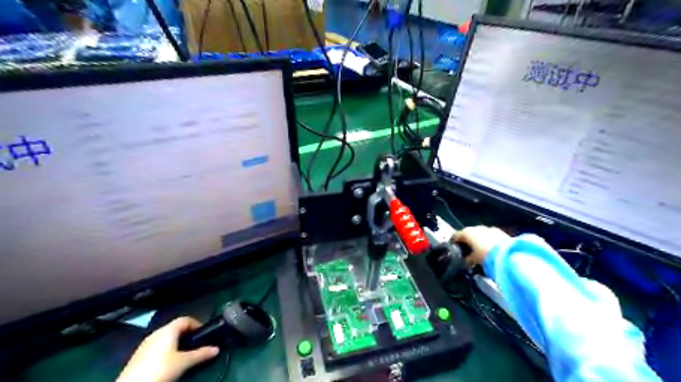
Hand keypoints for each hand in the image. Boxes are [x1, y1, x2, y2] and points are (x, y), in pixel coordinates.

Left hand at [117, 316, 218, 381]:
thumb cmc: (161, 369)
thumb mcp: (185, 362)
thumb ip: (201, 354)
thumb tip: (216, 349)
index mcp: (168, 329)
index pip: (186, 319)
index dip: (197, 324)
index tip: (204, 334)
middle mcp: (156, 333)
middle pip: (176, 328)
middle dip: (187, 335)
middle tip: (196, 345)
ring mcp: (146, 344)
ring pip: (166, 338)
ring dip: (177, 343)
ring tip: (184, 355)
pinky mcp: (138, 356)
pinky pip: (157, 347)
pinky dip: (166, 350)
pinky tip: (169, 363)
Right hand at [453, 226, 506, 267]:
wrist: (507, 254)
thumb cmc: (485, 256)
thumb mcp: (473, 260)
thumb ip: (468, 258)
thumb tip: (466, 259)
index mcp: (466, 233)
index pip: (455, 236)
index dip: (454, 242)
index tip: (453, 248)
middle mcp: (476, 228)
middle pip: (468, 233)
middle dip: (467, 241)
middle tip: (467, 250)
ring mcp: (488, 228)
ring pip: (479, 233)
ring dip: (478, 240)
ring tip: (479, 250)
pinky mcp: (499, 231)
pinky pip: (489, 235)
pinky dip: (487, 240)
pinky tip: (489, 248)